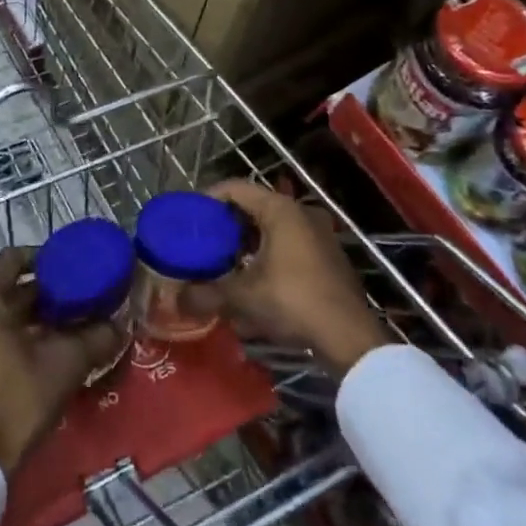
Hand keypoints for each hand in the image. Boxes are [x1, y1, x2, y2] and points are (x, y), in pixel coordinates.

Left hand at [0, 247, 123, 476]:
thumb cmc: (19, 398)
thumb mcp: (66, 364)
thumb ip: (96, 337)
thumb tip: (123, 324)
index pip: (13, 259)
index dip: (44, 258)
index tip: (71, 267)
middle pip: (9, 289)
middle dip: (45, 293)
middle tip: (80, 298)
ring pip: (2, 315)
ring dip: (32, 316)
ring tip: (68, 324)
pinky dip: (16, 336)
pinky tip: (45, 350)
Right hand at [182, 178, 391, 375]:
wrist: (349, 336)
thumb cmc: (292, 301)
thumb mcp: (242, 297)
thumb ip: (206, 293)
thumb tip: (177, 300)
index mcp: (280, 209)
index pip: (235, 188)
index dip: (208, 199)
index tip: (190, 217)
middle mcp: (301, 212)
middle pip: (254, 207)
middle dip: (227, 225)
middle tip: (204, 243)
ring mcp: (319, 234)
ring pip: (273, 228)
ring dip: (248, 243)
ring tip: (226, 264)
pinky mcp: (328, 257)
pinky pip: (289, 245)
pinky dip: (268, 255)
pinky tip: (255, 282)